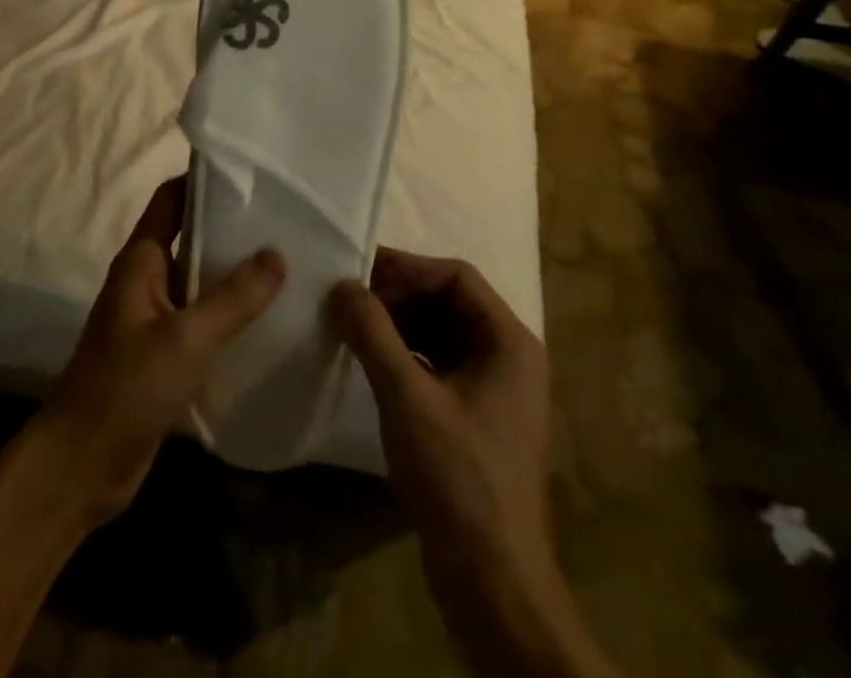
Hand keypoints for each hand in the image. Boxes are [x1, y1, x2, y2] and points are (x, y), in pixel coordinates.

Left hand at [34, 176, 284, 523]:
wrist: (82, 467)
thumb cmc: (127, 389)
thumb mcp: (186, 338)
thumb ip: (234, 297)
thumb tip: (278, 253)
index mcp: (142, 260)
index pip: (172, 198)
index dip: (205, 179)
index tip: (252, 173)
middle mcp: (147, 279)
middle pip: (191, 236)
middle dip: (232, 227)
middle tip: (284, 219)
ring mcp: (154, 317)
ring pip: (200, 280)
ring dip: (235, 273)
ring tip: (288, 263)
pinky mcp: (164, 353)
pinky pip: (202, 318)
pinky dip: (230, 313)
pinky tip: (268, 319)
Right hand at [334, 252, 613, 677]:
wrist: (492, 582)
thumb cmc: (457, 476)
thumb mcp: (407, 397)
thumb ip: (372, 333)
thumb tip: (342, 285)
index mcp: (509, 341)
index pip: (456, 277)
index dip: (407, 268)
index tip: (359, 271)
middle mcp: (509, 356)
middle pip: (449, 302)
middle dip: (398, 296)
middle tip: (349, 299)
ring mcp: (495, 389)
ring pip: (442, 333)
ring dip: (398, 325)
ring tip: (353, 326)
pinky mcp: (478, 418)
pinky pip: (439, 364)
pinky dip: (406, 355)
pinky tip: (373, 363)